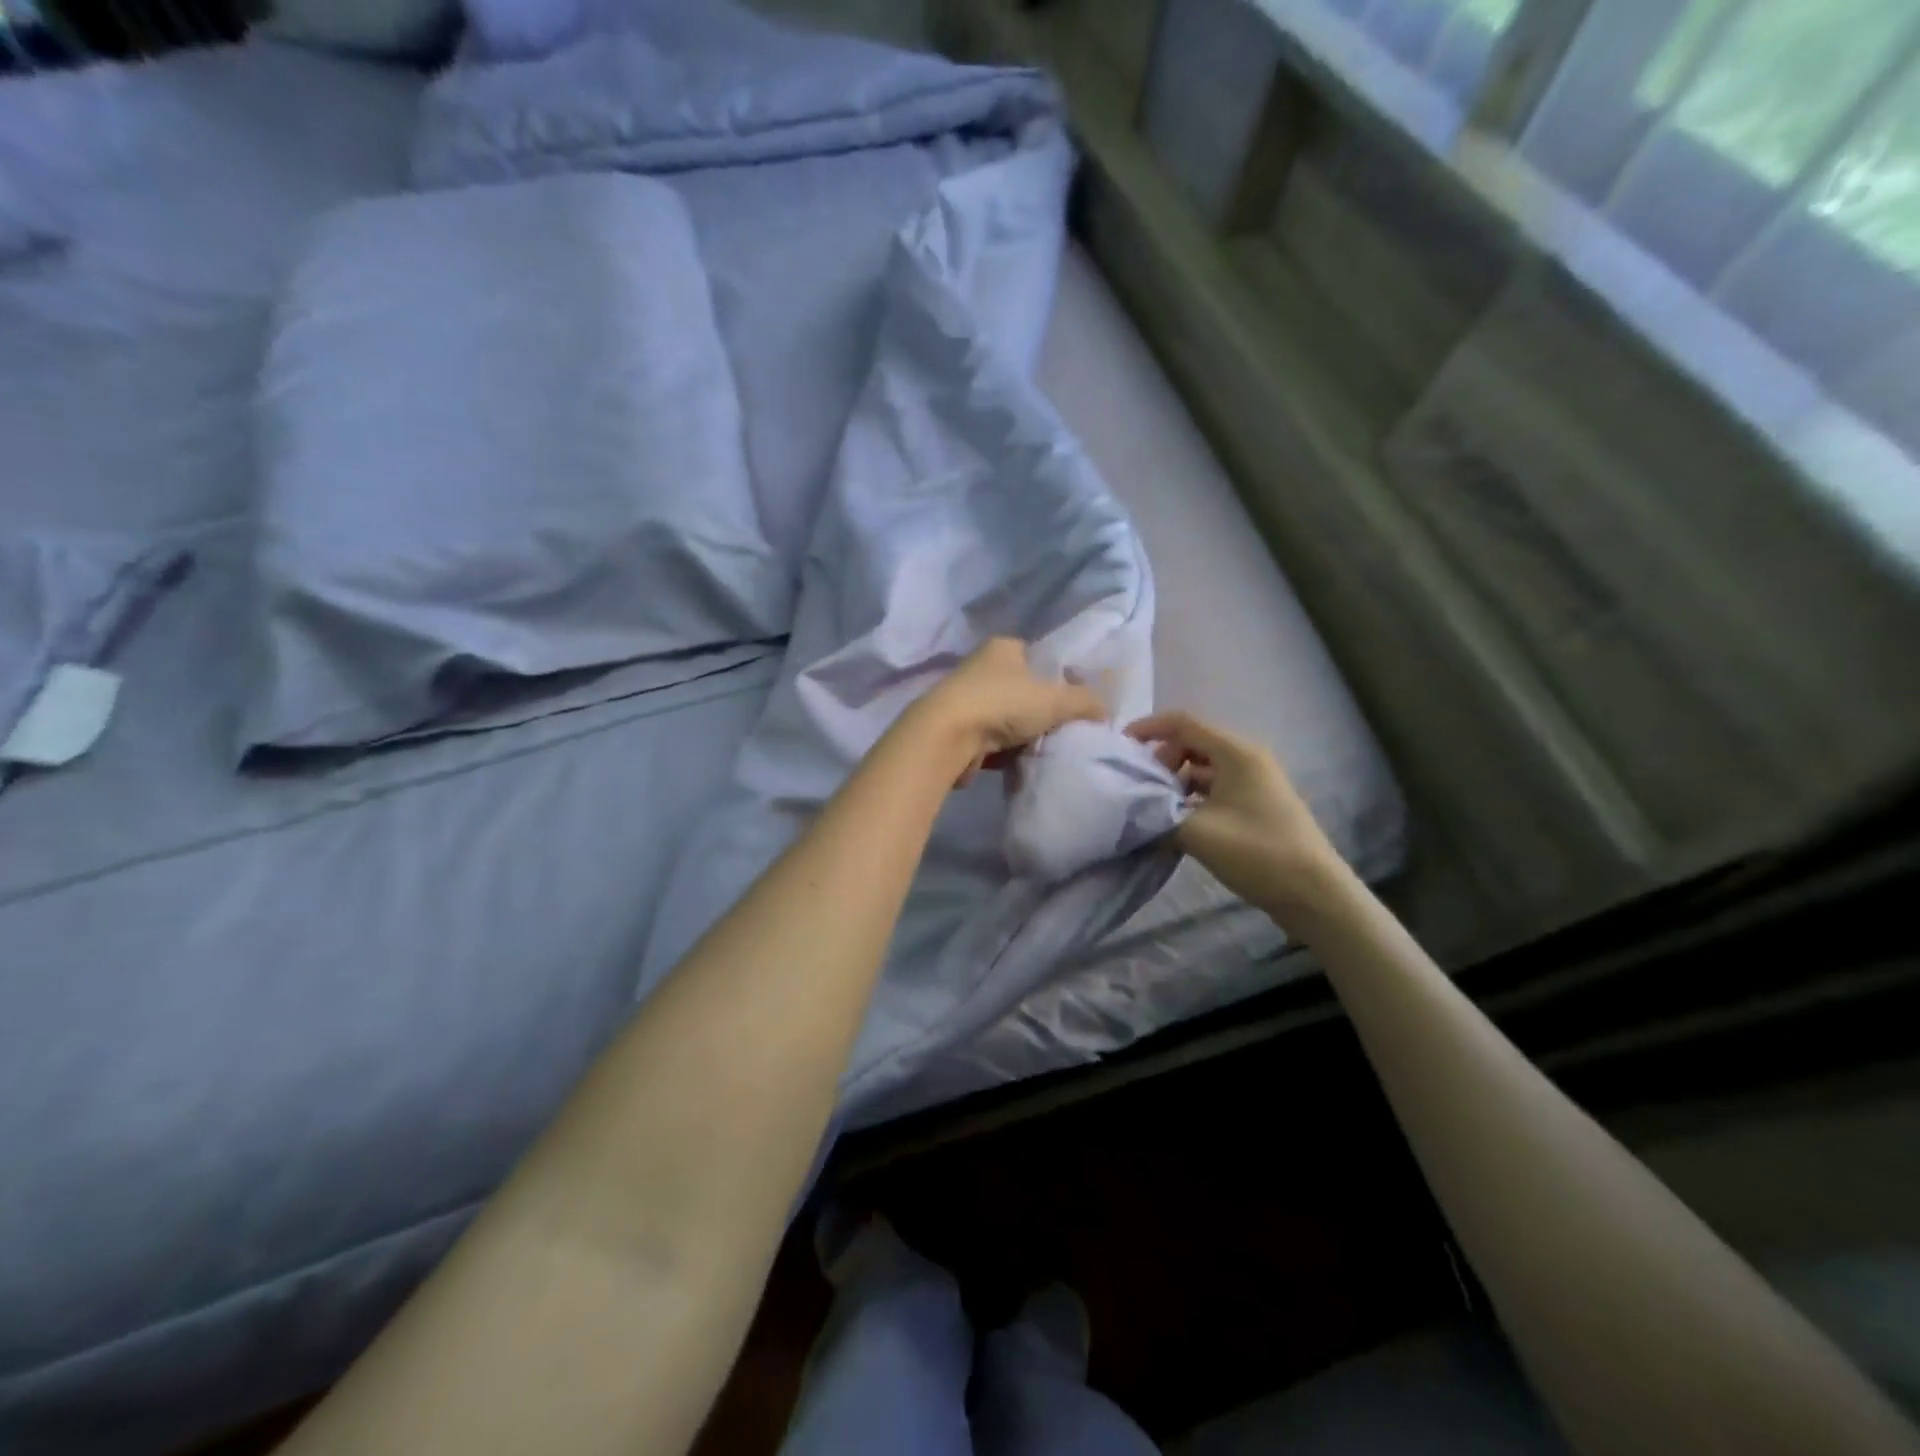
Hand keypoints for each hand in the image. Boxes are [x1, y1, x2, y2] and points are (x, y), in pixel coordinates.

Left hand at [918, 638, 1105, 783]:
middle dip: (1044, 710)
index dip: (1060, 676)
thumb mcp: (1056, 699)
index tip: (1077, 701)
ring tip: (1048, 749)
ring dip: (1025, 734)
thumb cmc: (1003, 704)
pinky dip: (1007, 752)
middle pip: (1025, 689)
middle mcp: (983, 668)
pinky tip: (1023, 763)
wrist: (947, 737)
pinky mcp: (959, 731)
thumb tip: (1105, 710)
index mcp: (1004, 648)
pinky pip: (994, 741)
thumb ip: (1085, 701)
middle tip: (1067, 729)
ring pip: (1010, 718)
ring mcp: (968, 700)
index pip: (1040, 656)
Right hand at [1126, 710, 1338, 914]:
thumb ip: (1157, 815)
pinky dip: (1191, 799)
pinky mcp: (1255, 805)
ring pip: (1202, 769)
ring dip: (1174, 783)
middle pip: (1192, 743)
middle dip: (1161, 760)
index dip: (1148, 728)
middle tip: (1139, 788)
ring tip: (1153, 809)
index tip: (1119, 746)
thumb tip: (1131, 810)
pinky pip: (1214, 790)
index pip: (1183, 723)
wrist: (1314, 894)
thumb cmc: (1257, 853)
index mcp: (1236, 753)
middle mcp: (1246, 759)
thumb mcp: (1197, 833)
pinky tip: (1175, 824)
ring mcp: (1253, 783)